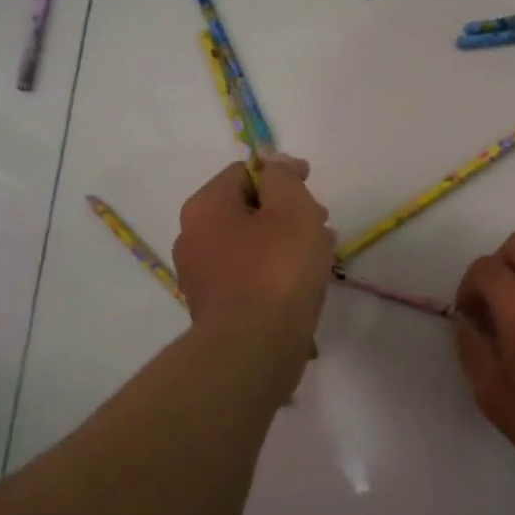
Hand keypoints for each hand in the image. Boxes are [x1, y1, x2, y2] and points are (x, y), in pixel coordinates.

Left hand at [173, 156, 333, 350]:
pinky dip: (274, 270)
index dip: (281, 172)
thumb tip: (276, 165)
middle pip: (246, 209)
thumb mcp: (291, 209)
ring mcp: (201, 276)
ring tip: (320, 254)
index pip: (243, 172)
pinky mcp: (216, 307)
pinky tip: (301, 283)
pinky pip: (248, 275)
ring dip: (284, 241)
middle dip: (286, 210)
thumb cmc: (276, 270)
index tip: (311, 184)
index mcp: (205, 207)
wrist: (254, 349)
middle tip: (321, 222)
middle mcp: (193, 237)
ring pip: (250, 244)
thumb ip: (284, 178)